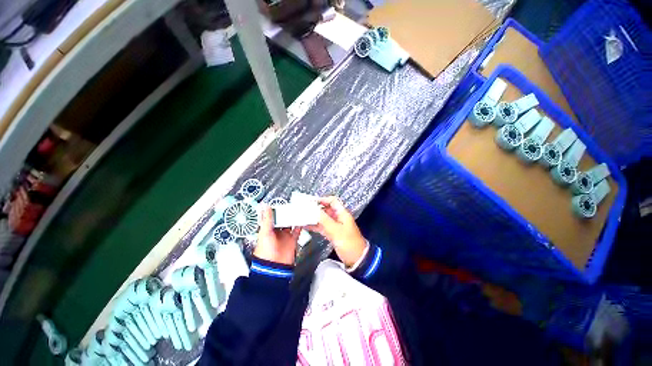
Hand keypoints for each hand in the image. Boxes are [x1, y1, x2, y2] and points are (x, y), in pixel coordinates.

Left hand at [255, 205, 299, 264]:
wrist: (274, 265)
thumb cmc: (265, 251)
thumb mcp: (264, 233)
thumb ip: (267, 220)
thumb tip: (266, 207)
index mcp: (268, 230)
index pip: (272, 217)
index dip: (276, 211)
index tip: (280, 203)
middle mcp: (277, 232)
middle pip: (283, 220)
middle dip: (286, 213)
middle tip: (290, 205)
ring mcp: (285, 236)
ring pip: (290, 224)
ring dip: (293, 218)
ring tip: (297, 210)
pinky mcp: (292, 239)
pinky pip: (297, 230)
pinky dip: (300, 225)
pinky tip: (302, 219)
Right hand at [305, 197, 366, 266]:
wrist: (356, 259)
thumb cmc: (350, 244)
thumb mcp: (336, 231)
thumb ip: (324, 220)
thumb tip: (314, 210)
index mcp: (342, 214)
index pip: (332, 201)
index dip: (322, 199)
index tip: (311, 201)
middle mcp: (338, 218)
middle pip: (326, 209)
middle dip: (316, 208)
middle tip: (304, 209)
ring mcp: (335, 225)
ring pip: (323, 218)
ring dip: (314, 217)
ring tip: (303, 217)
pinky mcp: (332, 233)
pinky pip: (322, 226)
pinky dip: (315, 225)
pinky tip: (306, 225)